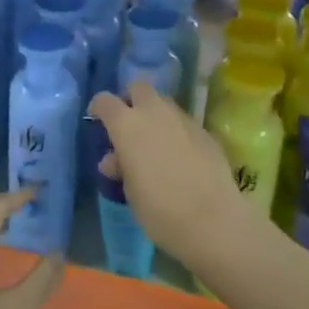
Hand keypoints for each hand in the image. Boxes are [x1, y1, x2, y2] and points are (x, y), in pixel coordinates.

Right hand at [89, 82, 264, 270]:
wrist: (212, 220)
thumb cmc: (158, 209)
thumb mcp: (130, 191)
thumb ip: (121, 167)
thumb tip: (114, 159)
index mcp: (127, 125)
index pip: (106, 101)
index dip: (98, 108)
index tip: (96, 120)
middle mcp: (154, 112)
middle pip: (138, 88)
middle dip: (130, 100)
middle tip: (128, 125)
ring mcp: (183, 119)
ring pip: (164, 103)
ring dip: (155, 114)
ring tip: (154, 142)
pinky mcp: (205, 131)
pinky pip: (183, 122)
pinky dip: (176, 131)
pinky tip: (179, 156)